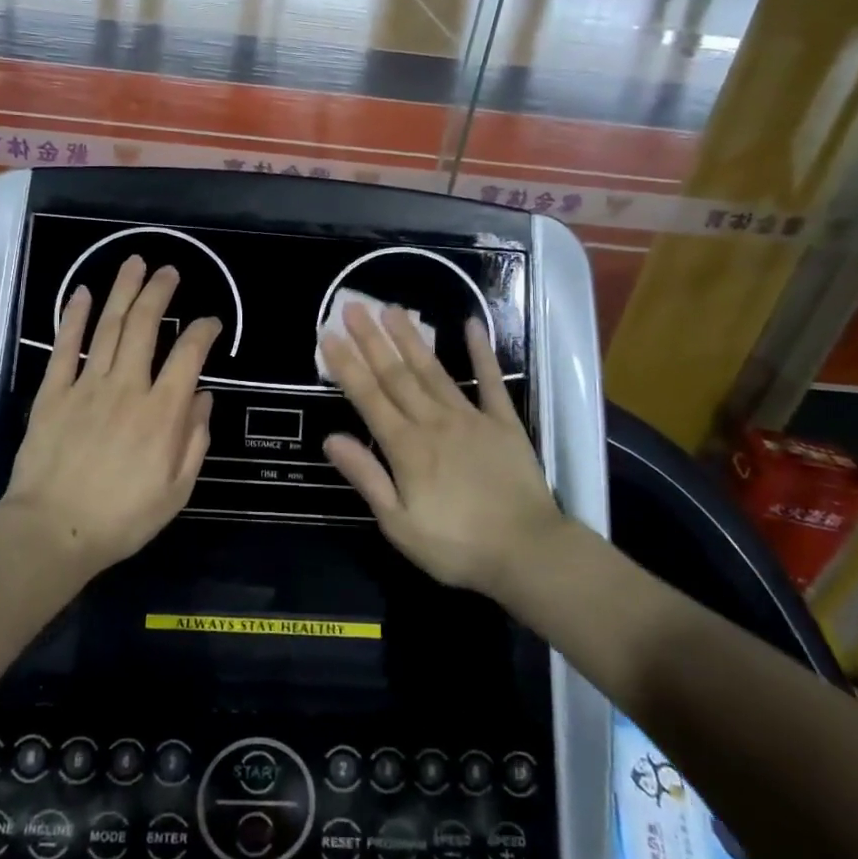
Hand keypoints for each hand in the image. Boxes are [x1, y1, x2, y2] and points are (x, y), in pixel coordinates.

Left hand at [1, 256, 218, 571]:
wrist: (53, 531)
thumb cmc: (123, 517)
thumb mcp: (177, 489)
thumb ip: (194, 440)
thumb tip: (203, 397)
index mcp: (162, 412)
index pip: (189, 356)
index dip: (203, 331)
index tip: (210, 321)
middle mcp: (127, 387)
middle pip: (145, 326)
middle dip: (159, 293)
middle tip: (168, 271)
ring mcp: (86, 386)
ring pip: (109, 327)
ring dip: (123, 291)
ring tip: (134, 263)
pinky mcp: (53, 393)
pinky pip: (66, 347)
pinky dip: (74, 318)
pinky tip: (83, 293)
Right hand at [320, 302, 557, 595]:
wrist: (528, 553)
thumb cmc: (457, 546)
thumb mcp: (399, 524)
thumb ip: (367, 477)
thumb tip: (331, 439)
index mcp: (406, 447)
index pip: (368, 397)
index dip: (346, 365)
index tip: (328, 335)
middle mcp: (434, 422)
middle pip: (396, 374)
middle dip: (371, 339)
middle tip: (353, 306)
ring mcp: (471, 418)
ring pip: (433, 370)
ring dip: (411, 338)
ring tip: (393, 308)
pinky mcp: (504, 422)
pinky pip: (491, 381)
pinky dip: (482, 352)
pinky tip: (472, 325)